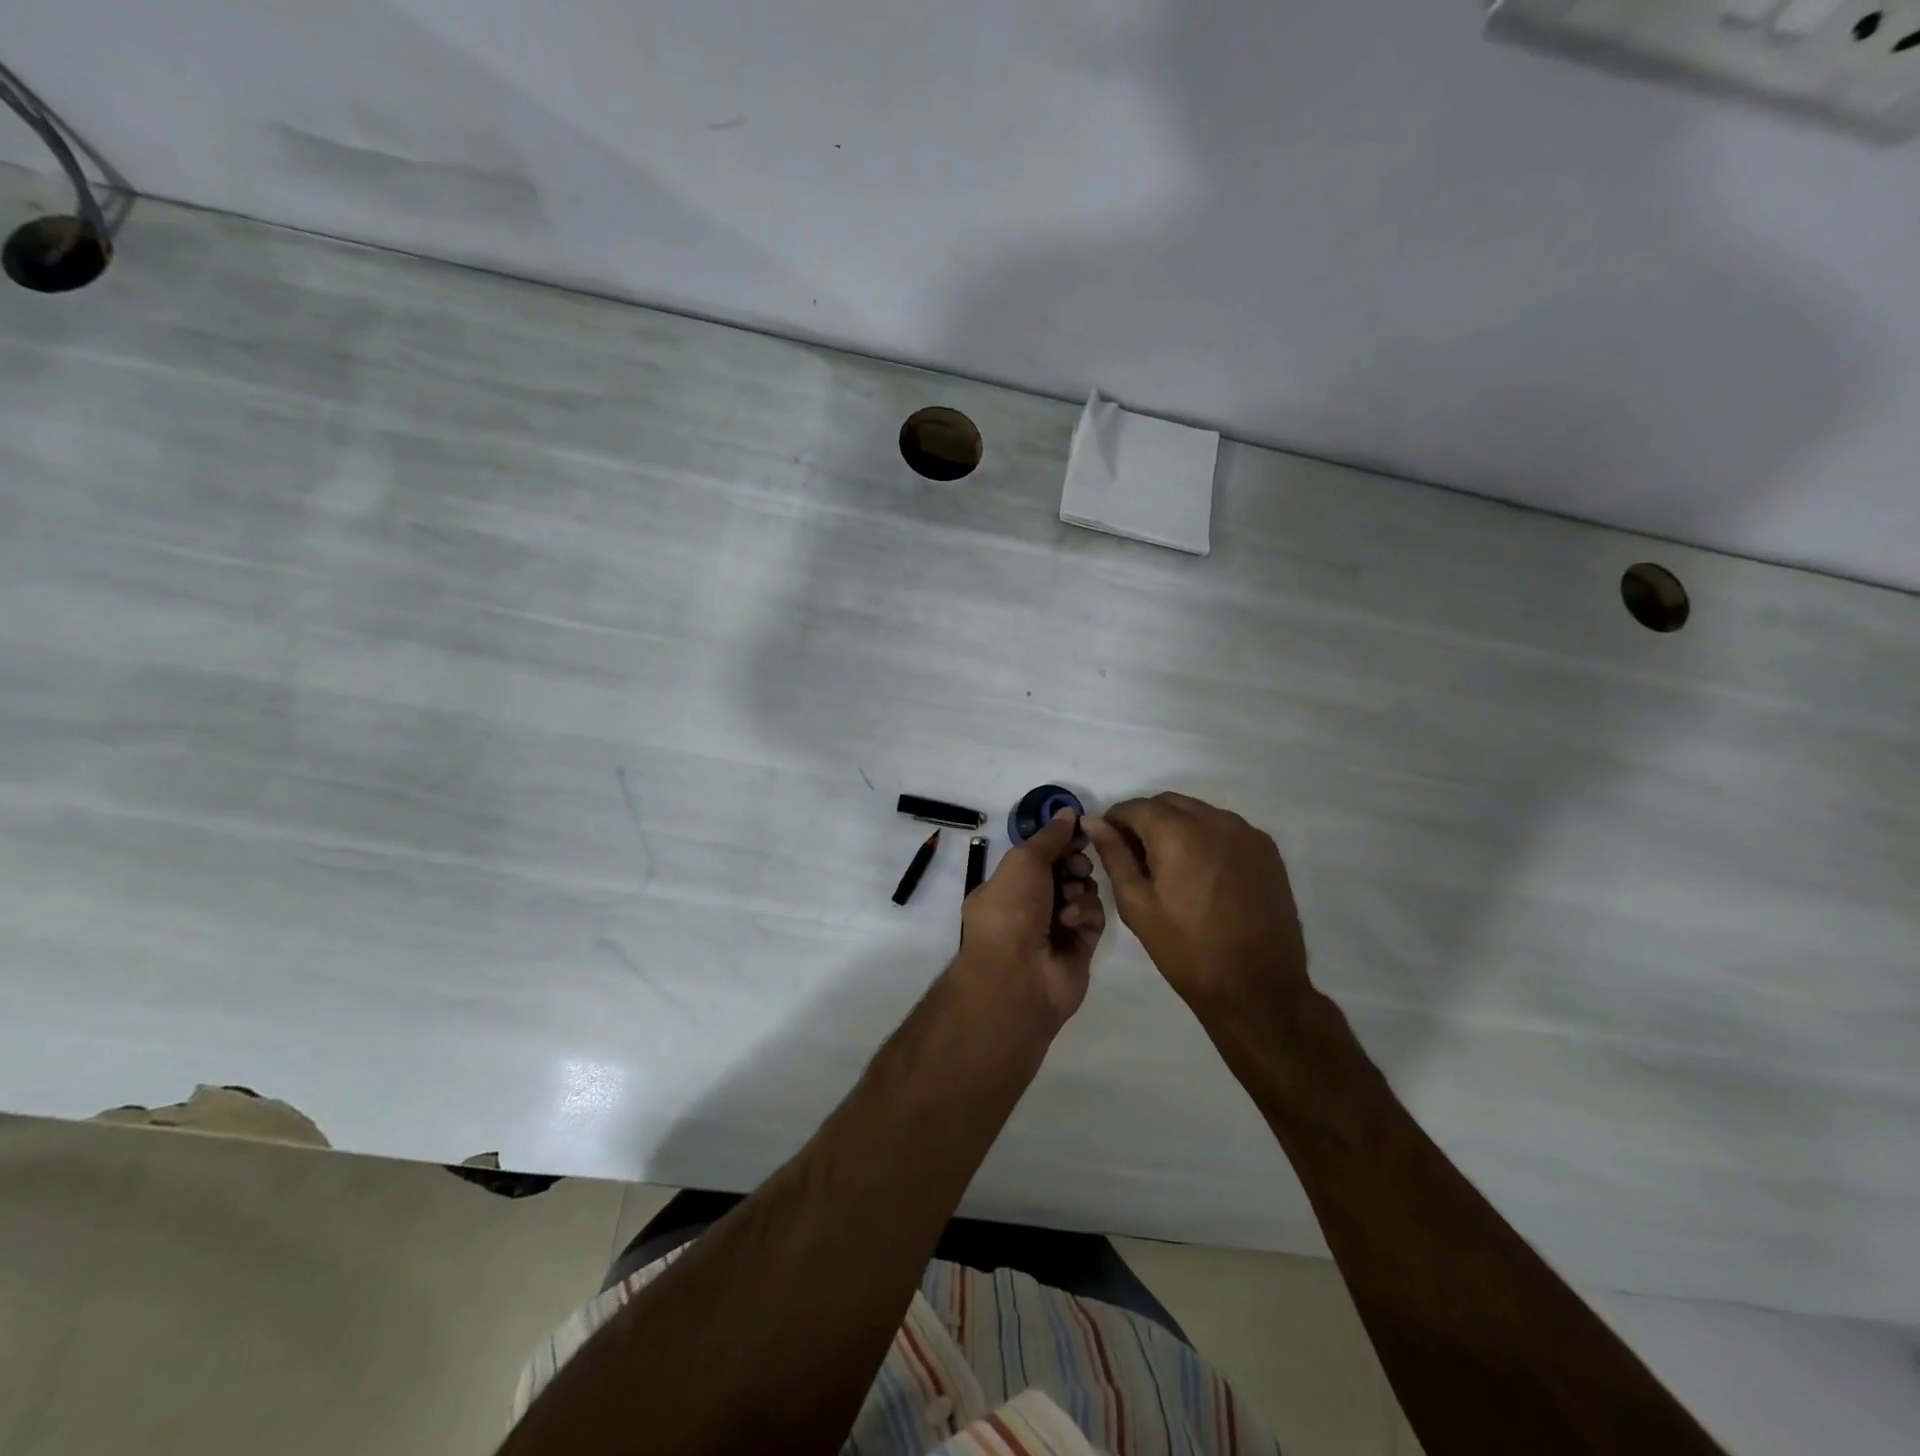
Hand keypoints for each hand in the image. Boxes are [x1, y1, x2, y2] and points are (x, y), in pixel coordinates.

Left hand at [956, 810, 1104, 1027]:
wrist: (1018, 974)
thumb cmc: (1011, 909)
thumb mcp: (1024, 861)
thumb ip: (1050, 836)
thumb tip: (1067, 812)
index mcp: (1007, 885)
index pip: (1039, 855)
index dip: (1060, 841)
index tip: (1080, 829)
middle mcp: (1030, 905)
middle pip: (1065, 871)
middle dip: (1074, 862)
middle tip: (1075, 866)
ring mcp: (1056, 927)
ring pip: (1083, 892)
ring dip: (1079, 888)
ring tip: (1070, 896)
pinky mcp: (1081, 947)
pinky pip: (1093, 917)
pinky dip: (1085, 913)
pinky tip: (1072, 920)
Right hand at [1083, 793, 1310, 1025]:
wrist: (1257, 988)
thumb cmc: (1186, 950)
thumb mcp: (1137, 904)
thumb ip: (1114, 855)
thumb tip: (1092, 822)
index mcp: (1178, 833)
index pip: (1135, 806)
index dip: (1115, 820)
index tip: (1108, 843)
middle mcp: (1215, 821)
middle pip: (1168, 803)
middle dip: (1146, 820)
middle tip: (1136, 857)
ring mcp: (1246, 833)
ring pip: (1199, 812)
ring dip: (1177, 826)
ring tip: (1170, 866)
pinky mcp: (1267, 850)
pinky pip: (1226, 827)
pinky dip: (1206, 837)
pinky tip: (1202, 872)